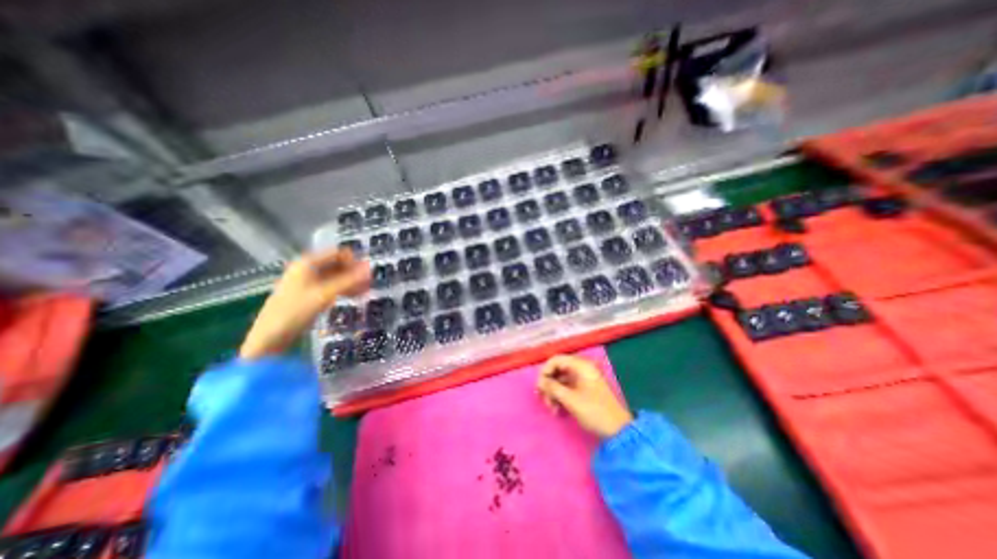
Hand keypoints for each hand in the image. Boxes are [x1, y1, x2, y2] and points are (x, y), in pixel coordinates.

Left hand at [238, 250, 371, 361]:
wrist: (269, 338)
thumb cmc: (296, 311)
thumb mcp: (325, 294)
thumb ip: (349, 280)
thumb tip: (370, 268)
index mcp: (307, 263)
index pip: (337, 253)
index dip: (353, 260)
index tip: (366, 273)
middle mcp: (306, 268)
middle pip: (336, 263)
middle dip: (353, 272)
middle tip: (368, 284)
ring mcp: (306, 281)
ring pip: (334, 276)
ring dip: (350, 282)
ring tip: (364, 292)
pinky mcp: (308, 294)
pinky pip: (330, 286)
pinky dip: (342, 289)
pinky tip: (352, 297)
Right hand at [543, 357, 633, 438]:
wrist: (617, 430)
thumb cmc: (594, 411)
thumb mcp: (570, 399)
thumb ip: (552, 387)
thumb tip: (539, 381)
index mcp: (581, 365)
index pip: (555, 360)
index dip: (545, 371)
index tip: (539, 387)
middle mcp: (581, 368)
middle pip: (557, 369)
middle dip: (549, 385)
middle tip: (545, 401)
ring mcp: (583, 379)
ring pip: (560, 380)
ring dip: (553, 393)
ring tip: (552, 409)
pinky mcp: (584, 389)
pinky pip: (566, 387)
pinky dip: (560, 396)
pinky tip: (558, 410)